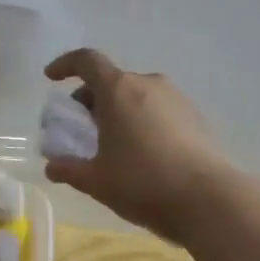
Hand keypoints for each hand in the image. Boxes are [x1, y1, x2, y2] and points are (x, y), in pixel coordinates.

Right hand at [42, 49, 229, 242]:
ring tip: (113, 143)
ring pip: (137, 95)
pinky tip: (143, 153)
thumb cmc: (142, 183)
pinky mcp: (196, 117)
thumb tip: (53, 167)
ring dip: (119, 111)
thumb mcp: (96, 181)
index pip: (87, 61)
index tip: (52, 78)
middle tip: (82, 127)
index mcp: (118, 90)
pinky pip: (158, 110)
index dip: (66, 65)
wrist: (207, 199)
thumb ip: (69, 169)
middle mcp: (148, 84)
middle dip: (92, 99)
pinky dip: (142, 121)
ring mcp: (176, 99)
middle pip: (112, 80)